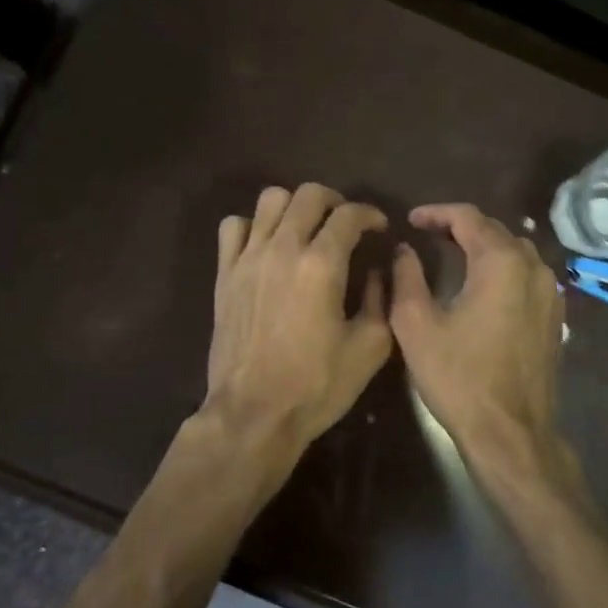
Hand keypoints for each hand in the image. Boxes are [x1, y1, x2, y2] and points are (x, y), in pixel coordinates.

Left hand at [201, 184, 392, 474]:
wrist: (254, 413)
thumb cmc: (317, 385)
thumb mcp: (370, 348)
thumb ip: (382, 300)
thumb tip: (379, 271)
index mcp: (322, 264)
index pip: (349, 215)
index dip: (371, 215)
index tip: (379, 229)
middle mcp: (283, 248)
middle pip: (309, 194)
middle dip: (335, 202)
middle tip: (345, 224)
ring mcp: (248, 258)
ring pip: (270, 200)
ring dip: (294, 207)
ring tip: (305, 230)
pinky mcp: (224, 274)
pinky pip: (233, 227)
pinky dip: (252, 226)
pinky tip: (265, 246)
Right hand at [391, 204, 589, 517]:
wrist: (510, 432)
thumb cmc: (459, 377)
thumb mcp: (416, 325)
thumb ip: (406, 277)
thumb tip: (404, 250)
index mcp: (501, 262)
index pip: (468, 217)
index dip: (436, 212)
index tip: (411, 220)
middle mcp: (533, 268)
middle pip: (496, 230)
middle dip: (460, 226)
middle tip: (428, 234)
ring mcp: (550, 293)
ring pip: (516, 251)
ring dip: (484, 245)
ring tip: (453, 253)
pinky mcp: (555, 317)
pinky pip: (527, 275)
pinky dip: (503, 268)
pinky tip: (483, 284)